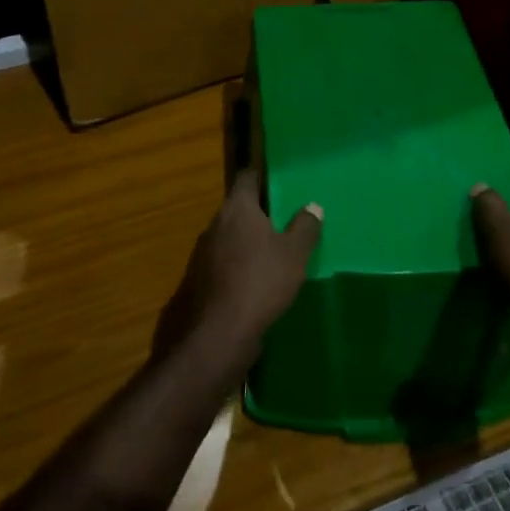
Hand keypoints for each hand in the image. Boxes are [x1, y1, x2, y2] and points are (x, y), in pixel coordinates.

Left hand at [154, 170, 321, 375]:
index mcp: (237, 209)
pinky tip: (250, 284)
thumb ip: (305, 228)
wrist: (217, 333)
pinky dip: (234, 268)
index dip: (259, 177)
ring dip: (243, 243)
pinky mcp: (196, 281)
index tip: (274, 181)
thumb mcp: (294, 255)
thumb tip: (313, 206)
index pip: (246, 179)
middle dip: (255, 215)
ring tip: (268, 255)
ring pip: (226, 238)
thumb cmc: (260, 282)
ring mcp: (201, 253)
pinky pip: (220, 265)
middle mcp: (214, 224)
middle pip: (236, 210)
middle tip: (280, 222)